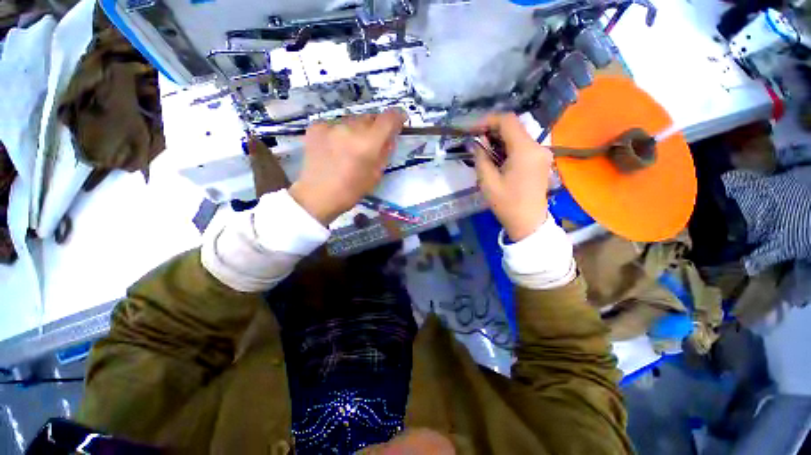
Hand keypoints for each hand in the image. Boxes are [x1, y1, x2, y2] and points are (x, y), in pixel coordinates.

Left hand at [289, 109, 405, 224]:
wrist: (318, 195)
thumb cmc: (351, 190)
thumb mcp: (376, 174)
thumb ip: (385, 151)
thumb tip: (389, 137)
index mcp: (368, 143)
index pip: (388, 118)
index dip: (397, 116)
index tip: (399, 120)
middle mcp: (350, 128)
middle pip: (370, 117)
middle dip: (375, 127)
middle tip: (372, 142)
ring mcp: (331, 125)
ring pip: (353, 120)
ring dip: (357, 129)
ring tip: (351, 146)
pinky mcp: (316, 126)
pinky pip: (336, 123)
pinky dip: (340, 132)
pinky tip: (335, 147)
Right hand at [474, 113, 552, 241]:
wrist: (528, 222)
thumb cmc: (507, 203)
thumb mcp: (488, 182)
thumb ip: (480, 158)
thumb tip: (473, 143)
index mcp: (525, 150)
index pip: (507, 120)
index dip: (487, 120)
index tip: (472, 129)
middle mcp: (537, 146)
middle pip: (514, 126)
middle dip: (492, 130)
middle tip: (475, 140)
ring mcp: (542, 153)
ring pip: (518, 136)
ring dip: (499, 139)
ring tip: (483, 149)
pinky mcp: (541, 160)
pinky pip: (523, 146)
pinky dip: (508, 147)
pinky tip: (497, 156)